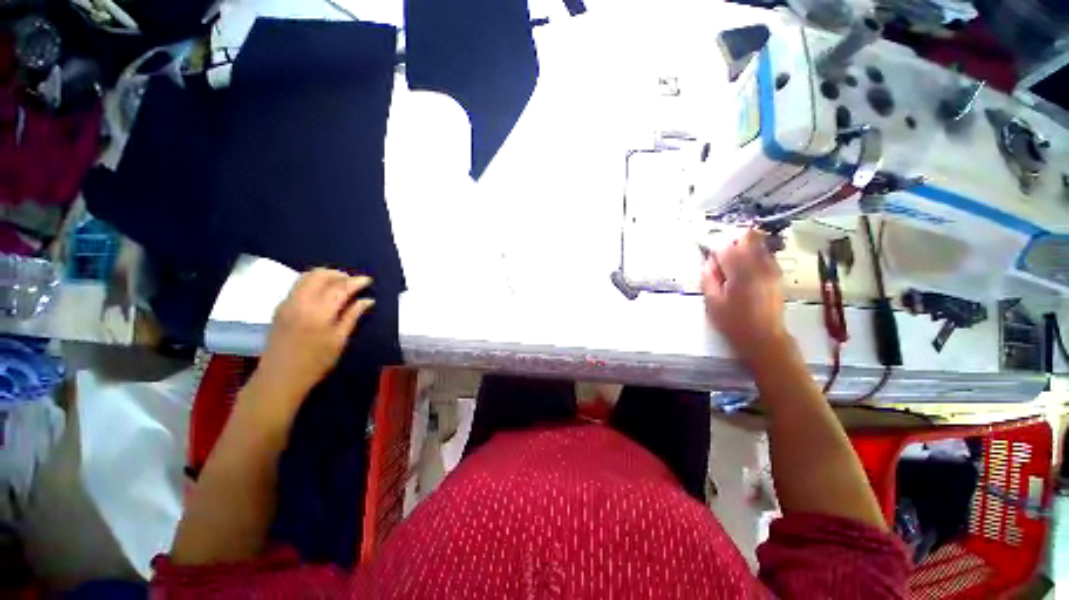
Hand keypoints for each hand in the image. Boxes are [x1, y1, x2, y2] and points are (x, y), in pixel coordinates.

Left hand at [254, 269, 374, 400]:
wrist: (279, 377)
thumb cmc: (315, 363)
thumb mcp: (339, 340)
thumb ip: (352, 316)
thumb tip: (367, 300)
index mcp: (318, 312)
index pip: (340, 287)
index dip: (356, 281)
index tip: (369, 280)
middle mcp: (300, 302)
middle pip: (320, 275)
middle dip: (339, 275)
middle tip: (354, 282)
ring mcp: (287, 303)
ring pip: (306, 277)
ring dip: (325, 276)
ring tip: (340, 285)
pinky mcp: (280, 307)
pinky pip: (298, 285)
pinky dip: (314, 282)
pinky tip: (323, 293)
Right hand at [701, 229, 787, 363]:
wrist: (764, 337)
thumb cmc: (733, 322)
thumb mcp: (712, 302)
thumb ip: (708, 278)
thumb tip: (708, 262)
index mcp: (741, 272)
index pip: (726, 248)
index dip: (713, 250)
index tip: (707, 257)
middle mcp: (759, 265)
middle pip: (748, 237)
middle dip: (731, 242)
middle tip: (721, 258)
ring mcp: (771, 268)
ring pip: (758, 243)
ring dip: (743, 248)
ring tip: (732, 265)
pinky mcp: (777, 274)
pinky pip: (764, 254)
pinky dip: (753, 255)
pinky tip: (744, 271)